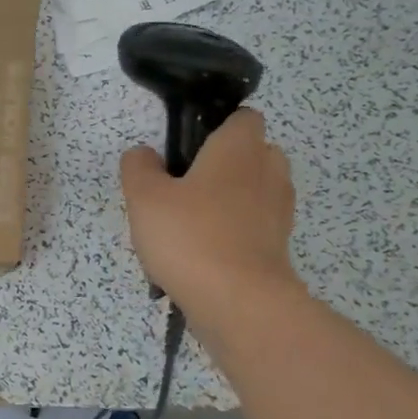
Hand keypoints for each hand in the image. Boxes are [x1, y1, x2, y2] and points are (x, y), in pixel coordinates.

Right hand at [119, 107, 305, 327]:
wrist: (238, 302)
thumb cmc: (190, 236)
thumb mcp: (144, 196)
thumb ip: (138, 167)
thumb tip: (144, 155)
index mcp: (239, 148)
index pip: (243, 117)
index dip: (217, 127)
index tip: (187, 149)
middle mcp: (268, 171)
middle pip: (252, 153)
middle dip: (224, 165)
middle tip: (184, 187)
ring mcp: (279, 211)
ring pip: (254, 192)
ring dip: (230, 200)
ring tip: (191, 225)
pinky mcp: (279, 246)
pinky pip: (255, 226)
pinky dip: (235, 233)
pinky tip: (202, 254)